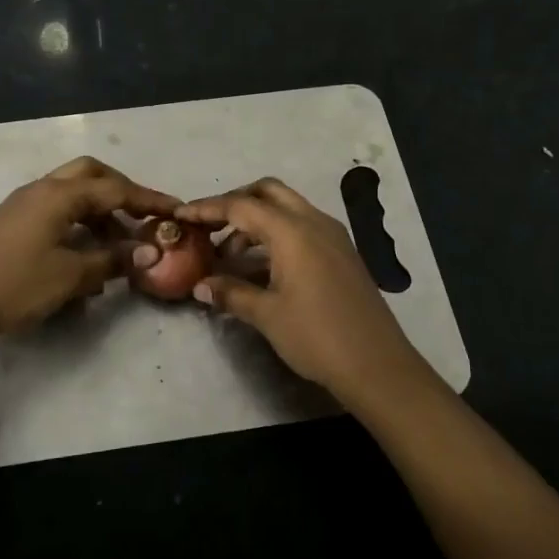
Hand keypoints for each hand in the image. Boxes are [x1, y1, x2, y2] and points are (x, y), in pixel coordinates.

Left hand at [0, 157, 178, 341]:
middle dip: (122, 192)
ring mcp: (24, 203)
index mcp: (59, 195)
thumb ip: (111, 260)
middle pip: (92, 174)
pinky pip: (57, 209)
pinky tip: (84, 254)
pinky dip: (78, 222)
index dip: (149, 200)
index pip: (116, 189)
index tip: (177, 209)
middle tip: (142, 217)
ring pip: (73, 192)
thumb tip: (148, 252)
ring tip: (117, 244)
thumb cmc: (14, 284)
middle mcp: (43, 189)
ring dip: (100, 210)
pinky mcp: (13, 221)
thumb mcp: (70, 276)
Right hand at [177, 178, 434, 407]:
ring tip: (229, 256)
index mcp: (292, 231)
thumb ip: (231, 293)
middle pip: (267, 192)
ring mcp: (332, 236)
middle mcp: (314, 222)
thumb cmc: (317, 337)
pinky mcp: (341, 252)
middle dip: (235, 202)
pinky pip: (301, 227)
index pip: (241, 206)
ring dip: (255, 221)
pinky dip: (276, 235)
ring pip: (286, 208)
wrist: (378, 366)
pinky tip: (260, 267)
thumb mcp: (267, 315)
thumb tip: (200, 286)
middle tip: (209, 226)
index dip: (207, 208)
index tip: (180, 214)